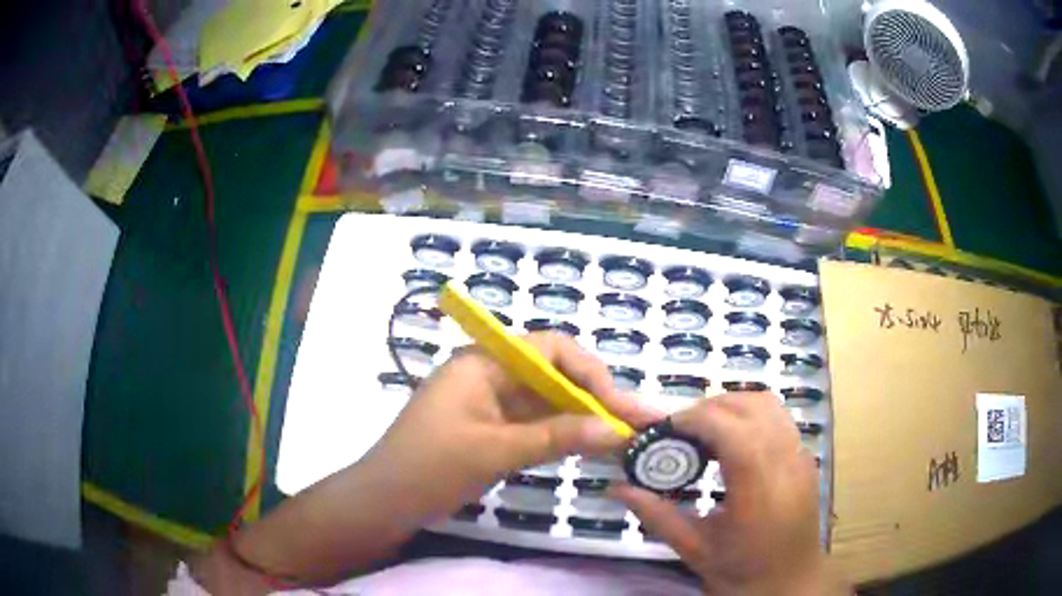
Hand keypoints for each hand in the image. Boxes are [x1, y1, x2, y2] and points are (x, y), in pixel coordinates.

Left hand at [365, 331, 660, 517]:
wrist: (385, 502)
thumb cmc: (429, 467)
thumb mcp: (494, 451)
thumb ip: (556, 438)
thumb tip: (617, 430)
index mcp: (484, 362)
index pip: (550, 349)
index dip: (591, 372)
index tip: (619, 405)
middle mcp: (492, 374)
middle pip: (555, 376)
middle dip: (596, 398)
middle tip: (636, 424)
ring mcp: (492, 404)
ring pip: (549, 402)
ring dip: (584, 418)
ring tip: (624, 437)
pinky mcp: (493, 430)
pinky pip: (537, 425)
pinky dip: (564, 435)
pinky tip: (591, 447)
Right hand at [609, 392, 847, 595]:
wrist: (790, 583)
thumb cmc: (742, 572)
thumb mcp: (694, 550)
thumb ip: (657, 516)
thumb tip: (616, 488)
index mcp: (759, 491)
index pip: (732, 430)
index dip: (696, 418)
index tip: (666, 429)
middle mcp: (786, 464)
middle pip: (752, 406)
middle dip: (710, 408)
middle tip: (681, 431)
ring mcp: (801, 457)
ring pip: (769, 404)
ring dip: (733, 407)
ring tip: (706, 432)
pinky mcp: (806, 457)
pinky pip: (778, 418)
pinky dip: (750, 416)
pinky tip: (733, 444)